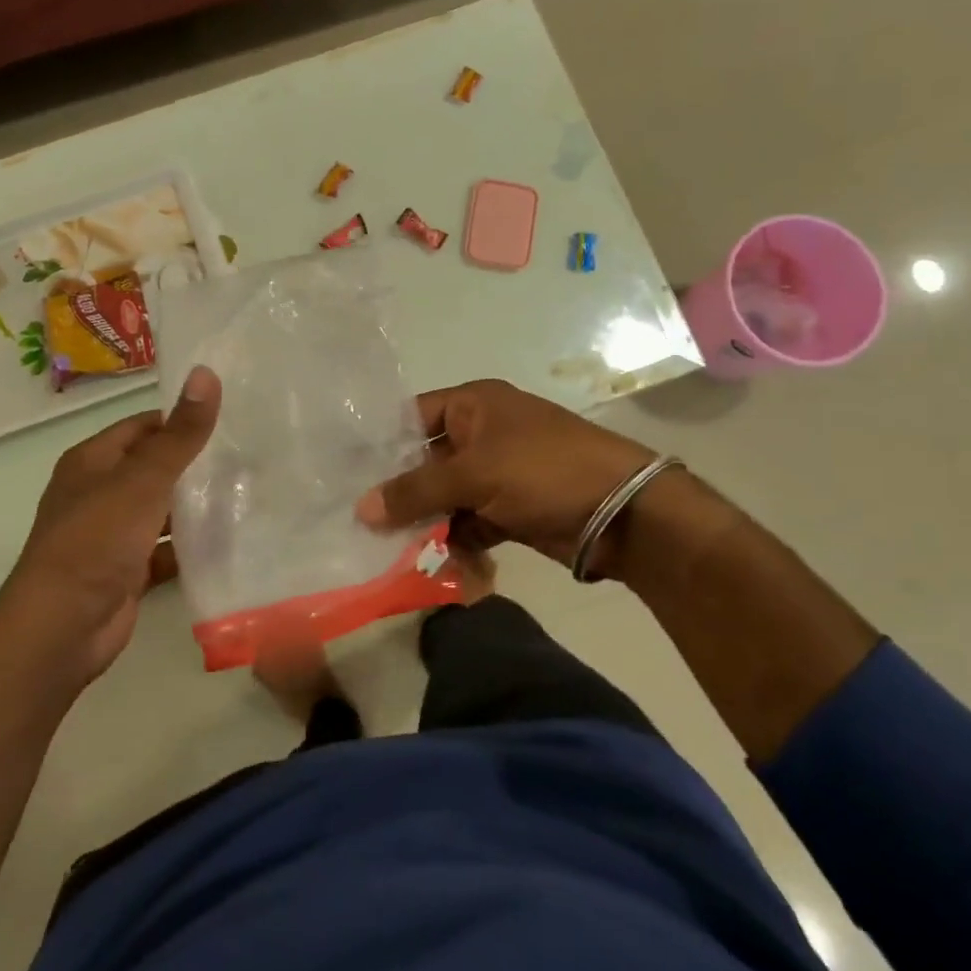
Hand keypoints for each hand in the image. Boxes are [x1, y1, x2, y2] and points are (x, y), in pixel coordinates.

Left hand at [0, 365, 220, 687]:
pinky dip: (188, 548)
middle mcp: (98, 493)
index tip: (228, 422)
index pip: (142, 427)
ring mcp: (111, 536)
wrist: (62, 626)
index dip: (180, 422)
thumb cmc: (97, 539)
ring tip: (246, 497)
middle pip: (153, 469)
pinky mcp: (125, 572)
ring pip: (160, 512)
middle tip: (247, 460)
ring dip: (193, 509)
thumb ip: (180, 434)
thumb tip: (206, 373)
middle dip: (194, 466)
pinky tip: (226, 544)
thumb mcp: (143, 479)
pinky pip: (163, 551)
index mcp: (93, 461)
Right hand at [356, 378, 654, 567]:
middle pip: (425, 462)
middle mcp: (481, 434)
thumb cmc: (543, 471)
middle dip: (400, 493)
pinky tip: (434, 565)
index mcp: (474, 405)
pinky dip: (454, 543)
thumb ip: (416, 491)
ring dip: (425, 524)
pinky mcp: (509, 510)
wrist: (623, 513)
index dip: (381, 444)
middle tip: (362, 522)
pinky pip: (468, 523)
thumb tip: (361, 509)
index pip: (412, 416)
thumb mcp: (474, 474)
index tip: (346, 474)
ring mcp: (497, 474)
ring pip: (445, 497)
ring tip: (392, 551)